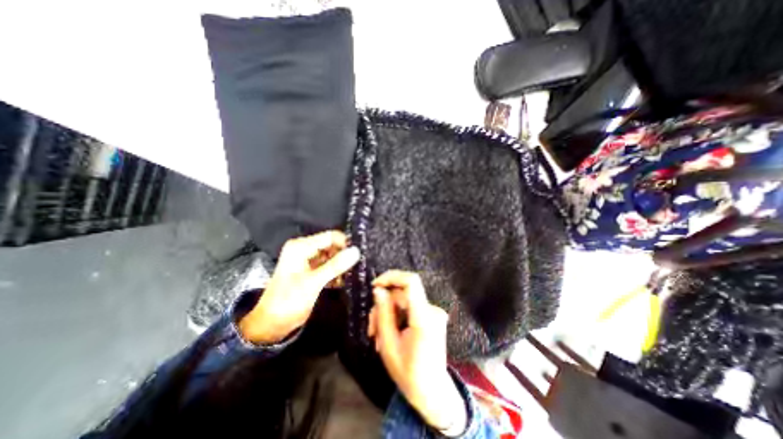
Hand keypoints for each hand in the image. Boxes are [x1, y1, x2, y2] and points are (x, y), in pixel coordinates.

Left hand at [238, 232, 359, 343]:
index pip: (330, 237)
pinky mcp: (312, 270)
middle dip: (344, 255)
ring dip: (342, 265)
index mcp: (301, 247)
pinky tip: (342, 282)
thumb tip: (356, 251)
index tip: (359, 255)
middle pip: (332, 245)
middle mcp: (305, 249)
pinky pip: (329, 266)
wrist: (271, 325)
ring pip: (332, 256)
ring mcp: (308, 260)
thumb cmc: (288, 301)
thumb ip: (335, 266)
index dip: (345, 244)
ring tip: (351, 275)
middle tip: (357, 266)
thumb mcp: (313, 283)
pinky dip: (336, 272)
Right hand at [367, 270, 463, 434]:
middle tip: (371, 329)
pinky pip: (409, 307)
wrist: (432, 391)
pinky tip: (389, 333)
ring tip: (378, 336)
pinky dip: (397, 316)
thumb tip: (378, 290)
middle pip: (402, 294)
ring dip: (388, 314)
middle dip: (383, 307)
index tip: (374, 286)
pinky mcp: (432, 315)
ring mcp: (434, 312)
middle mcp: (432, 310)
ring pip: (403, 301)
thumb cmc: (408, 373)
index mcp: (424, 318)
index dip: (391, 277)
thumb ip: (383, 314)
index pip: (411, 282)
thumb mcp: (388, 346)